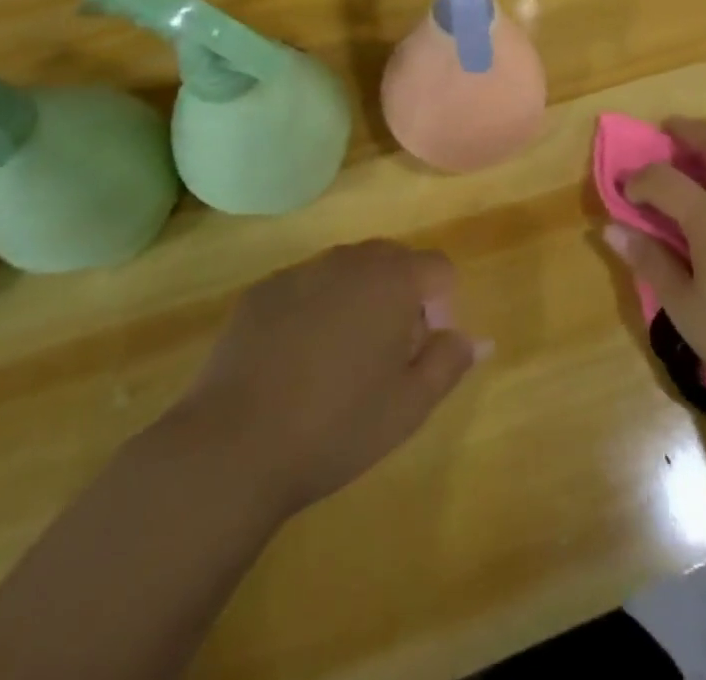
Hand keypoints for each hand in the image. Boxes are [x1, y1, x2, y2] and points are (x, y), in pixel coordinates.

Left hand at [166, 242, 486, 520]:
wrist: (231, 446)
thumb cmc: (336, 427)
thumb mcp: (409, 406)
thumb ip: (449, 362)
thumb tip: (474, 338)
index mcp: (394, 279)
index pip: (440, 269)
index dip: (441, 308)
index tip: (419, 353)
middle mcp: (350, 259)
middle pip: (394, 261)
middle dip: (401, 298)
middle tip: (383, 358)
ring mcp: (301, 271)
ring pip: (348, 272)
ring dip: (357, 301)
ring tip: (337, 363)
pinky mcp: (262, 291)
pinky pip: (306, 288)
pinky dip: (313, 310)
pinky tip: (293, 363)